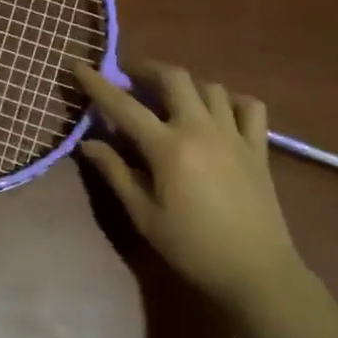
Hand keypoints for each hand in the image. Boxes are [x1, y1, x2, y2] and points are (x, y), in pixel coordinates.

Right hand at [74, 61, 302, 318]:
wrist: (256, 272)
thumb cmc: (192, 247)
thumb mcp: (144, 215)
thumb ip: (116, 173)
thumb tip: (88, 143)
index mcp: (168, 147)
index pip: (123, 106)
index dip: (97, 84)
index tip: (79, 65)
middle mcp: (201, 128)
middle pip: (173, 77)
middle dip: (147, 69)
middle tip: (130, 77)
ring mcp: (233, 134)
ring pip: (210, 86)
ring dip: (185, 84)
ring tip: (170, 97)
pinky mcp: (258, 147)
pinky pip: (249, 106)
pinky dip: (231, 100)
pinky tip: (218, 112)